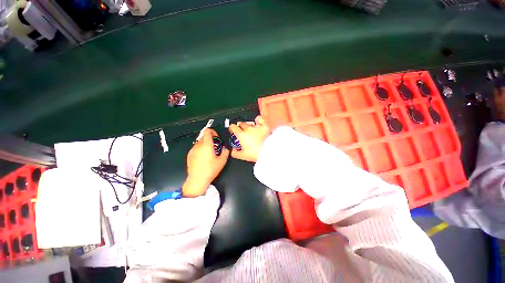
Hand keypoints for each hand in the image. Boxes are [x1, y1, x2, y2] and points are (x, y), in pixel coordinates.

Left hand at [183, 128, 229, 196]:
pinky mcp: (189, 154)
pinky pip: (196, 148)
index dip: (213, 132)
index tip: (216, 137)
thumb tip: (225, 148)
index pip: (207, 131)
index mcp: (207, 145)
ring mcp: (192, 150)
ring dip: (205, 144)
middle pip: (204, 136)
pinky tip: (203, 158)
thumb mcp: (222, 161)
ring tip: (209, 153)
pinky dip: (200, 149)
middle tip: (215, 146)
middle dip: (210, 139)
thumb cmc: (210, 170)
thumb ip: (225, 151)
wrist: (197, 179)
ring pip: (199, 142)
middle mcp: (198, 145)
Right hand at [229, 116, 270, 162]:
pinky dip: (258, 120)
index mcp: (241, 135)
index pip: (233, 127)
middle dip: (240, 127)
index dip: (232, 128)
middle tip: (242, 132)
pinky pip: (259, 119)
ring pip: (250, 122)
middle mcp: (248, 129)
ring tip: (251, 130)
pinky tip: (258, 122)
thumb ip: (235, 153)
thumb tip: (233, 151)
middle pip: (241, 124)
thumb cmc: (256, 154)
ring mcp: (257, 126)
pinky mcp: (264, 126)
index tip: (233, 131)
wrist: (269, 152)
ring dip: (249, 125)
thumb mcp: (243, 156)